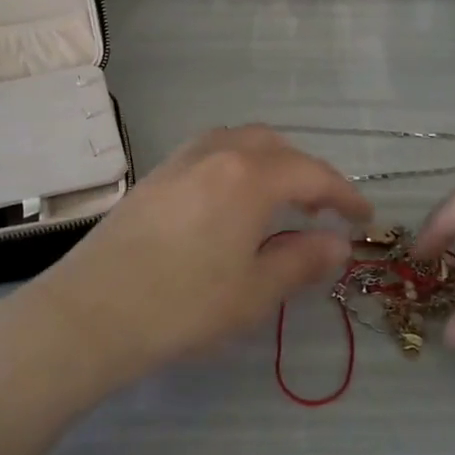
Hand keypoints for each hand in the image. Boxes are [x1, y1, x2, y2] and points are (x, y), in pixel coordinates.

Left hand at [22, 126, 371, 390]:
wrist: (90, 312)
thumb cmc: (182, 305)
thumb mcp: (254, 292)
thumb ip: (302, 260)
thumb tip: (338, 244)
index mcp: (249, 176)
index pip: (313, 174)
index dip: (344, 194)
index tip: (365, 218)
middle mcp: (217, 153)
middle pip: (276, 147)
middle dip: (307, 172)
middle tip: (322, 210)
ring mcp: (181, 160)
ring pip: (240, 141)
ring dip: (270, 162)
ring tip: (279, 200)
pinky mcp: (155, 176)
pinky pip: (210, 152)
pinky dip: (237, 164)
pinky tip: (232, 201)